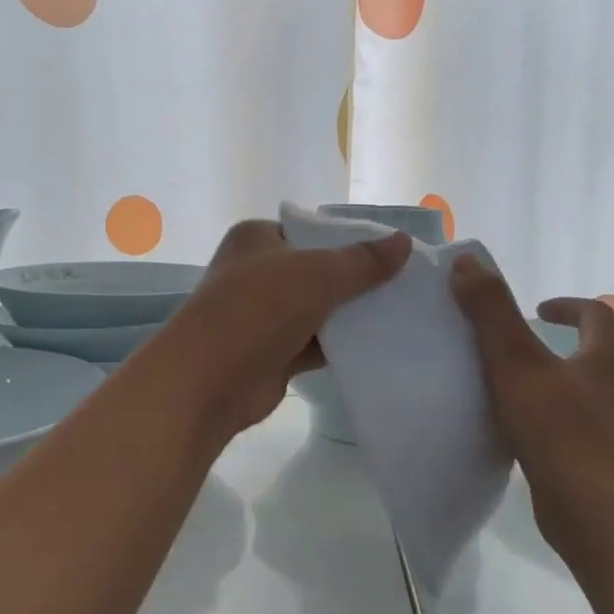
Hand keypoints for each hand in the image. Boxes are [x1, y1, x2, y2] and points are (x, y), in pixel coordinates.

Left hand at [159, 219, 411, 438]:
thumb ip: (362, 261)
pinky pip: (315, 343)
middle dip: (355, 280)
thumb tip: (403, 241)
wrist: (208, 383)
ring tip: (401, 312)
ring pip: (318, 309)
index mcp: (256, 239)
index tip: (391, 252)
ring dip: (351, 315)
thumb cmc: (256, 310)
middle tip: (404, 284)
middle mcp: (257, 273)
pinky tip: (379, 345)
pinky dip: (341, 345)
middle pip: (317, 271)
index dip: (349, 240)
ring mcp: (263, 316)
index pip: (310, 231)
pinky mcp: (273, 353)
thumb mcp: (316, 275)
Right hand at [449, 254, 613, 549]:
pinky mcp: (606, 470)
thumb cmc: (556, 428)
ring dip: (590, 395)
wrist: (590, 508)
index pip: (600, 317)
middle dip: (599, 354)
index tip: (540, 310)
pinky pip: (595, 440)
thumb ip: (491, 311)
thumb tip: (468, 261)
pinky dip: (575, 433)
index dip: (571, 307)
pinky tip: (543, 442)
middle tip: (561, 356)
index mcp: (605, 363)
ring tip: (550, 399)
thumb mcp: (515, 362)